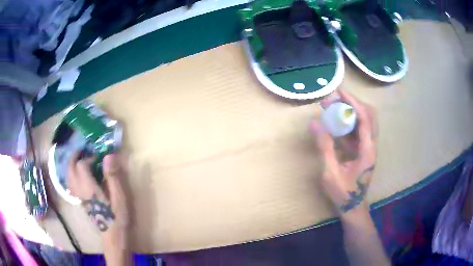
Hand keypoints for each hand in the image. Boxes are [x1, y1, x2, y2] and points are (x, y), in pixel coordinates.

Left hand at [68, 153, 128, 240]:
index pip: (81, 165)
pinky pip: (71, 183)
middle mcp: (80, 190)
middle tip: (83, 150)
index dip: (88, 157)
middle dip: (75, 156)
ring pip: (68, 176)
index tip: (99, 158)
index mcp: (89, 188)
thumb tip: (108, 156)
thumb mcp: (119, 197)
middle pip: (70, 168)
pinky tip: (79, 174)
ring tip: (80, 158)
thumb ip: (112, 177)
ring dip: (72, 164)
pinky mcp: (80, 200)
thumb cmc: (117, 217)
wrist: (112, 236)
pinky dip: (72, 174)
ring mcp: (79, 196)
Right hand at [311, 90, 377, 214]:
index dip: (353, 103)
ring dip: (350, 111)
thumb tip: (314, 123)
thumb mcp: (331, 172)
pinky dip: (348, 122)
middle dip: (352, 103)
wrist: (353, 207)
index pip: (365, 118)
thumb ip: (324, 147)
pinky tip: (335, 123)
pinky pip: (358, 130)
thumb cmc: (343, 193)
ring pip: (364, 121)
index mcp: (367, 150)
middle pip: (368, 115)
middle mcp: (371, 145)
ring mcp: (368, 147)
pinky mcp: (363, 150)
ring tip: (332, 108)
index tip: (339, 92)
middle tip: (333, 100)